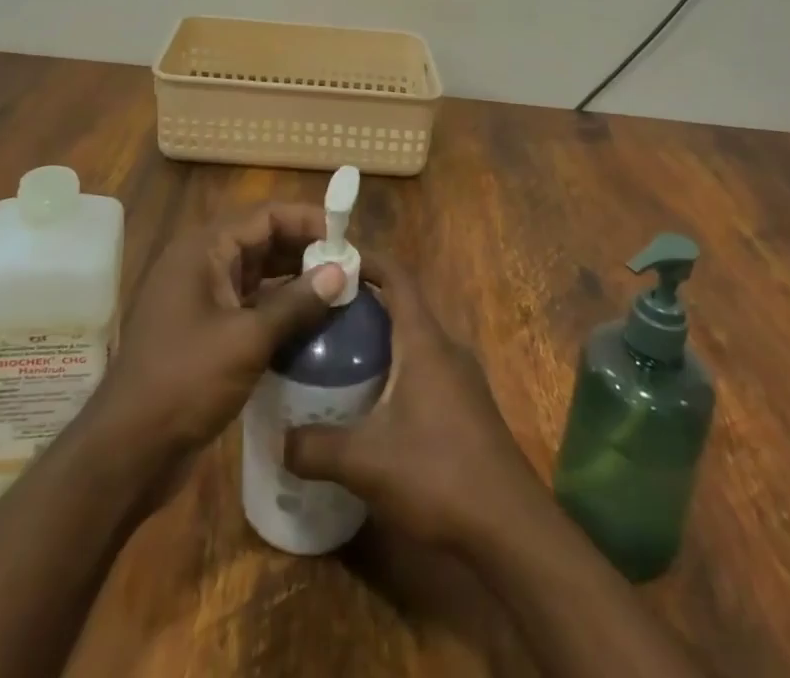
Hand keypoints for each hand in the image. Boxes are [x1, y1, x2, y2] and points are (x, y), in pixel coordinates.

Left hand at [89, 203, 346, 462]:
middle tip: (350, 267)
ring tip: (340, 293)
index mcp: (203, 249)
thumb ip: (296, 303)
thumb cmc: (184, 381)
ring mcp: (201, 299)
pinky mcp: (205, 331)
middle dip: (306, 251)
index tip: (347, 237)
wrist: (127, 451)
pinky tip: (312, 326)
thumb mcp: (247, 340)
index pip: (266, 216)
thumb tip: (341, 272)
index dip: (308, 221)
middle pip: (262, 241)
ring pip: (258, 275)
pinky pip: (249, 306)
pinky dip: (279, 309)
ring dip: (295, 281)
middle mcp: (201, 264)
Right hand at [284, 255, 538, 547]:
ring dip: (380, 342)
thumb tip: (279, 440)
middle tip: (320, 317)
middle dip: (363, 306)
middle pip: (402, 307)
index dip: (366, 261)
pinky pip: (426, 369)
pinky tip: (373, 405)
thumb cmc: (438, 474)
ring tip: (337, 358)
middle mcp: (446, 348)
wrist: (511, 528)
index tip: (331, 261)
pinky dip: (397, 370)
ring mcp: (462, 378)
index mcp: (424, 340)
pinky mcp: (468, 407)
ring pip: (414, 341)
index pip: (397, 276)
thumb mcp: (365, 463)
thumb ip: (316, 447)